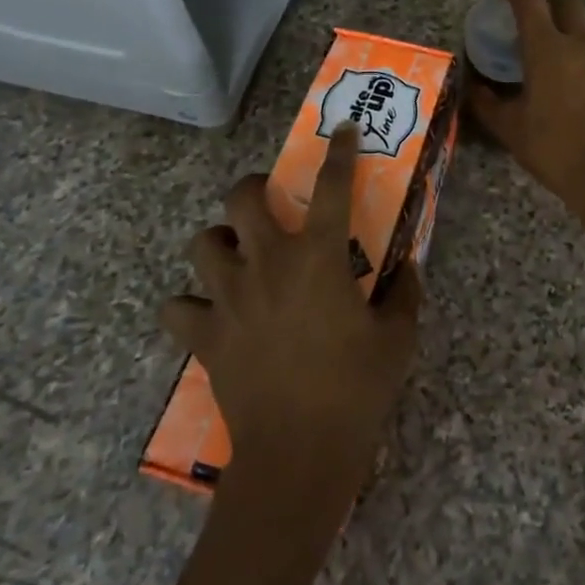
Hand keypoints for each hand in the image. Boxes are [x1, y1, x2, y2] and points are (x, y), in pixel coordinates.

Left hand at [160, 125, 421, 501]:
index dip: (338, 151)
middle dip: (255, 187)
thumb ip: (405, 292)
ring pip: (201, 243)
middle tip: (270, 202)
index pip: (330, 185)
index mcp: (317, 256)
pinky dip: (189, 304)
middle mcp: (267, 263)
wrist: (298, 453)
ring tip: (238, 256)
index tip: (342, 131)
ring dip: (219, 242)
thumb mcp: (398, 336)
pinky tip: (211, 313)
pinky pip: (177, 307)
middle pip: (242, 197)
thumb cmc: (356, 387)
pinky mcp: (205, 336)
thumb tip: (407, 268)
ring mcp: (229, 298)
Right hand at [466, 0, 584, 221]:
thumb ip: (486, 103)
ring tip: (547, 64)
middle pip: (564, 4)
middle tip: (525, 27)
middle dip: (544, 6)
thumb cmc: (554, 149)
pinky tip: (571, 90)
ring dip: (564, 35)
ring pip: (584, 32)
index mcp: (548, 49)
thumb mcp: (509, 128)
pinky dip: (580, 60)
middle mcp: (580, 45)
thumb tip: (472, 88)